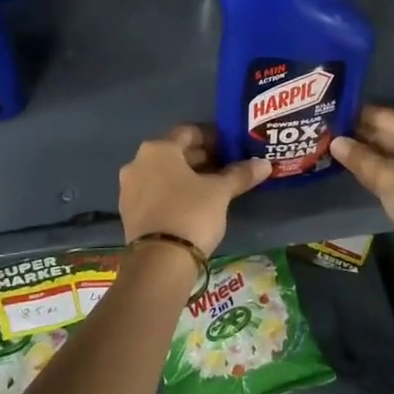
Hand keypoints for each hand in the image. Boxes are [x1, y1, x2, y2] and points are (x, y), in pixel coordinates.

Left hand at [118, 125, 270, 256]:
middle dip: (201, 159)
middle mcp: (137, 162)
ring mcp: (129, 188)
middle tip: (226, 169)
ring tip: (213, 188)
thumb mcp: (220, 192)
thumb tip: (264, 164)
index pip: (189, 132)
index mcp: (158, 149)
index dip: (213, 138)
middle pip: (174, 153)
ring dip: (187, 177)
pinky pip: (155, 193)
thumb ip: (240, 174)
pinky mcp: (128, 212)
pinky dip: (173, 193)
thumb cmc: (191, 213)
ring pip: (163, 174)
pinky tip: (193, 206)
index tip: (231, 148)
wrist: (159, 262)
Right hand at [330, 106, 393, 252]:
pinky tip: (358, 174)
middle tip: (325, 136)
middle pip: (388, 134)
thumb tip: (335, 141)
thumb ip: (359, 157)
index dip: (355, 116)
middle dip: (359, 136)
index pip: (383, 115)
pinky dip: (378, 172)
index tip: (328, 117)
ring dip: (366, 155)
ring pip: (391, 155)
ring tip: (333, 153)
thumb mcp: (386, 177)